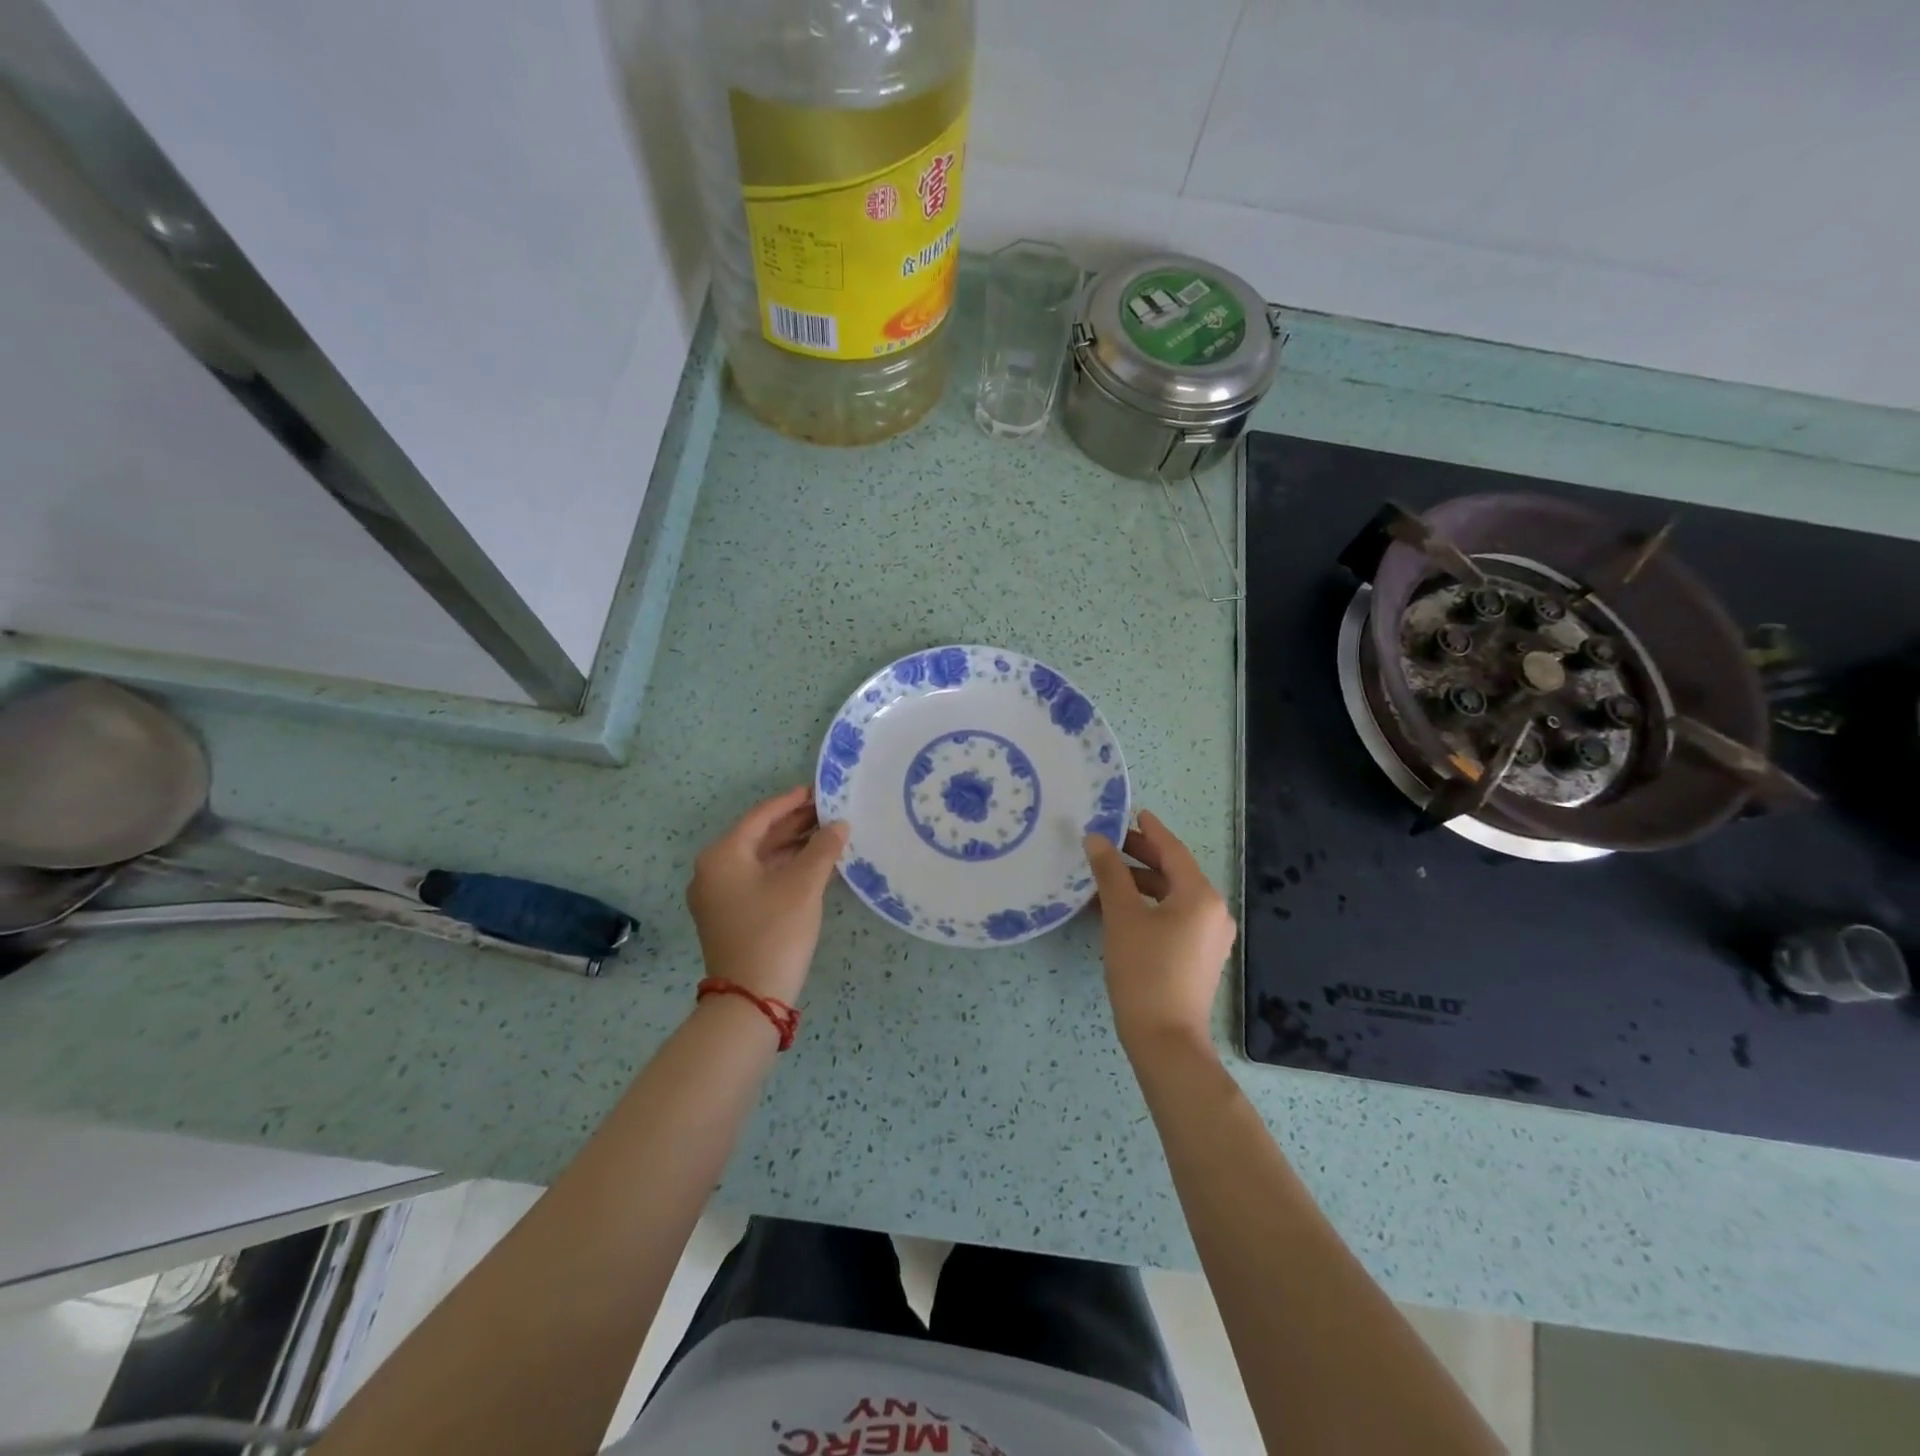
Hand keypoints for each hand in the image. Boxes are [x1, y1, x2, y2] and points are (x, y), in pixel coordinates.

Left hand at [687, 786, 849, 1004]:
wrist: (751, 998)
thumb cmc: (775, 932)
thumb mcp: (804, 886)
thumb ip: (823, 849)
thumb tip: (839, 825)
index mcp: (722, 855)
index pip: (761, 816)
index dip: (792, 801)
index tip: (819, 790)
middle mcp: (713, 870)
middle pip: (759, 837)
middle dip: (795, 824)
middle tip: (830, 812)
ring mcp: (718, 895)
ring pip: (760, 859)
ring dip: (792, 847)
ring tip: (828, 835)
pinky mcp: (729, 915)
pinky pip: (758, 879)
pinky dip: (784, 869)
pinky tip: (814, 865)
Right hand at [1083, 810, 1236, 1056]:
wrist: (1165, 1039)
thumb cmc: (1144, 970)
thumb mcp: (1122, 916)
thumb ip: (1109, 872)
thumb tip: (1095, 839)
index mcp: (1200, 896)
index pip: (1173, 851)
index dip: (1150, 830)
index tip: (1132, 812)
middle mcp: (1213, 912)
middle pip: (1174, 872)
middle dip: (1141, 857)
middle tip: (1109, 844)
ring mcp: (1209, 937)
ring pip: (1172, 897)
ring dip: (1140, 884)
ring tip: (1105, 878)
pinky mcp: (1199, 957)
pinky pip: (1174, 918)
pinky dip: (1149, 907)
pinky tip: (1118, 910)